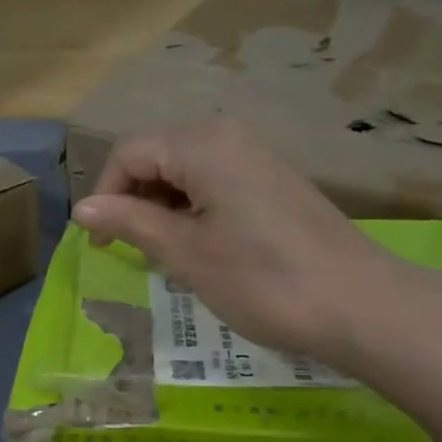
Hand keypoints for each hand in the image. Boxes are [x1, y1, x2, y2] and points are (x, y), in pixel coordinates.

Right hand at [71, 117, 404, 369]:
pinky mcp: (275, 181)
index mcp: (203, 144)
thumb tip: (81, 208)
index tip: (102, 244)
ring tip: (164, 255)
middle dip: (133, 200)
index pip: (129, 153)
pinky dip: (193, 210)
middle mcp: (229, 135)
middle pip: (157, 155)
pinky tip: (201, 248)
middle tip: (130, 252)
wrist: (359, 305)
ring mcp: (257, 156)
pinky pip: (216, 182)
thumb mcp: (186, 253)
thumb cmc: (262, 280)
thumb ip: (131, 222)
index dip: (105, 195)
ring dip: (162, 208)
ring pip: (186, 171)